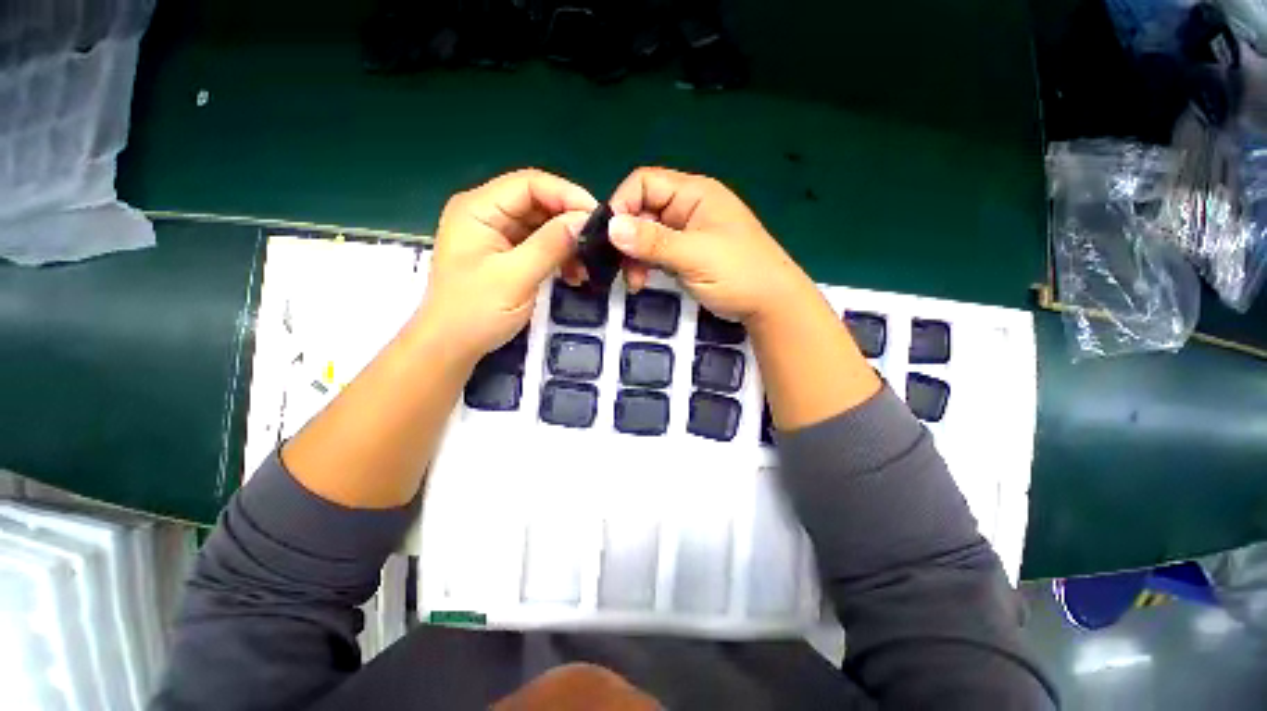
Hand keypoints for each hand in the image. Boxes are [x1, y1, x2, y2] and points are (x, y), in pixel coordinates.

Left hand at [418, 169, 597, 364]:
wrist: (452, 346)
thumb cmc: (476, 312)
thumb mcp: (516, 277)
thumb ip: (550, 245)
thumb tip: (584, 221)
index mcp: (479, 208)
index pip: (529, 183)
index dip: (566, 195)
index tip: (596, 218)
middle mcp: (486, 213)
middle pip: (537, 202)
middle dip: (569, 222)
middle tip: (597, 244)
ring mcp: (496, 234)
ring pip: (541, 225)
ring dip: (567, 242)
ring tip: (587, 266)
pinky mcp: (506, 254)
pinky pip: (539, 245)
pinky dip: (559, 256)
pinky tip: (573, 274)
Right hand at [607, 167, 814, 324]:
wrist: (770, 304)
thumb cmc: (739, 273)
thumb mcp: (694, 256)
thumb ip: (653, 242)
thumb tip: (610, 227)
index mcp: (694, 194)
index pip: (645, 183)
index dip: (622, 204)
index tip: (609, 236)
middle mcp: (688, 208)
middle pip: (643, 210)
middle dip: (627, 238)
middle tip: (621, 268)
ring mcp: (687, 232)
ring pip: (647, 234)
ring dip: (634, 256)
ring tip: (634, 282)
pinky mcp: (686, 254)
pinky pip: (657, 252)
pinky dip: (646, 265)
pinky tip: (642, 281)